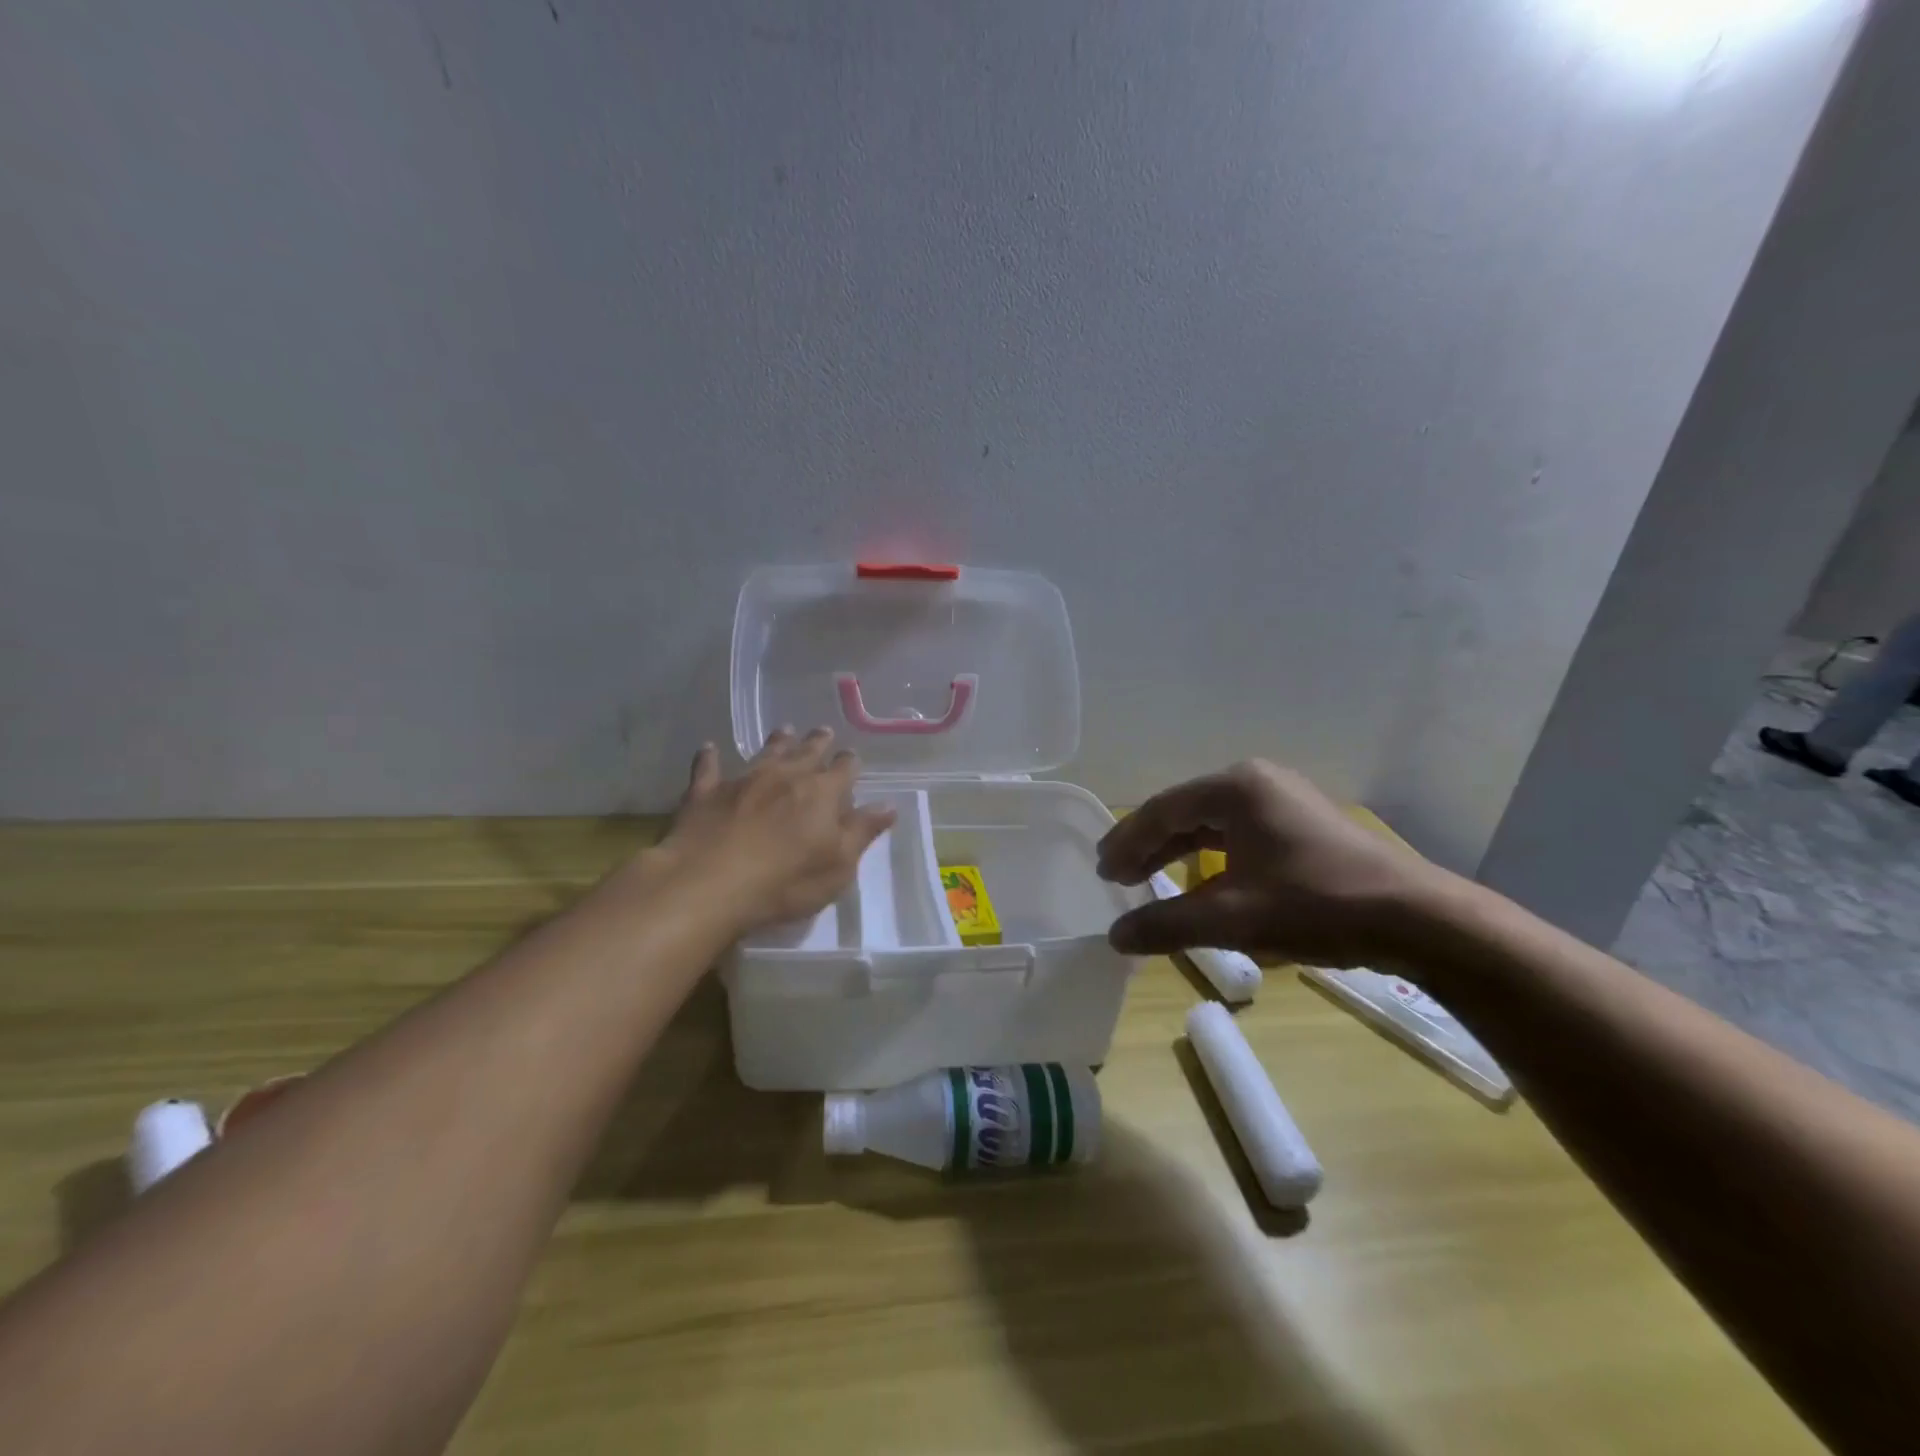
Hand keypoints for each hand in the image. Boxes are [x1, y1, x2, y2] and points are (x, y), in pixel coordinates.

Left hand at [656, 729, 895, 934]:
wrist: (708, 884)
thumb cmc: (785, 882)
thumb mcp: (838, 866)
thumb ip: (862, 832)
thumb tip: (889, 804)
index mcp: (821, 793)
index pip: (843, 769)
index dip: (849, 763)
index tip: (852, 758)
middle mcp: (785, 776)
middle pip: (807, 752)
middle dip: (818, 742)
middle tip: (823, 732)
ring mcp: (743, 780)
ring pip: (765, 752)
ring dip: (777, 741)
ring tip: (785, 731)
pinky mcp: (705, 793)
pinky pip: (708, 768)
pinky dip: (709, 757)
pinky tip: (708, 748)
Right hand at [1096, 759, 1448, 967]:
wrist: (1418, 919)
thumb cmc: (1317, 905)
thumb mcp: (1234, 918)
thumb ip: (1167, 924)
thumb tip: (1114, 936)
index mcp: (1236, 788)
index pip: (1163, 810)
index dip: (1127, 840)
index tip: (1102, 869)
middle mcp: (1257, 783)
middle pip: (1186, 812)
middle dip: (1148, 845)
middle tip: (1115, 873)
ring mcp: (1284, 800)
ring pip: (1213, 824)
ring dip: (1178, 852)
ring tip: (1147, 878)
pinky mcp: (1304, 824)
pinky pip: (1240, 835)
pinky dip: (1213, 858)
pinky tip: (1203, 884)